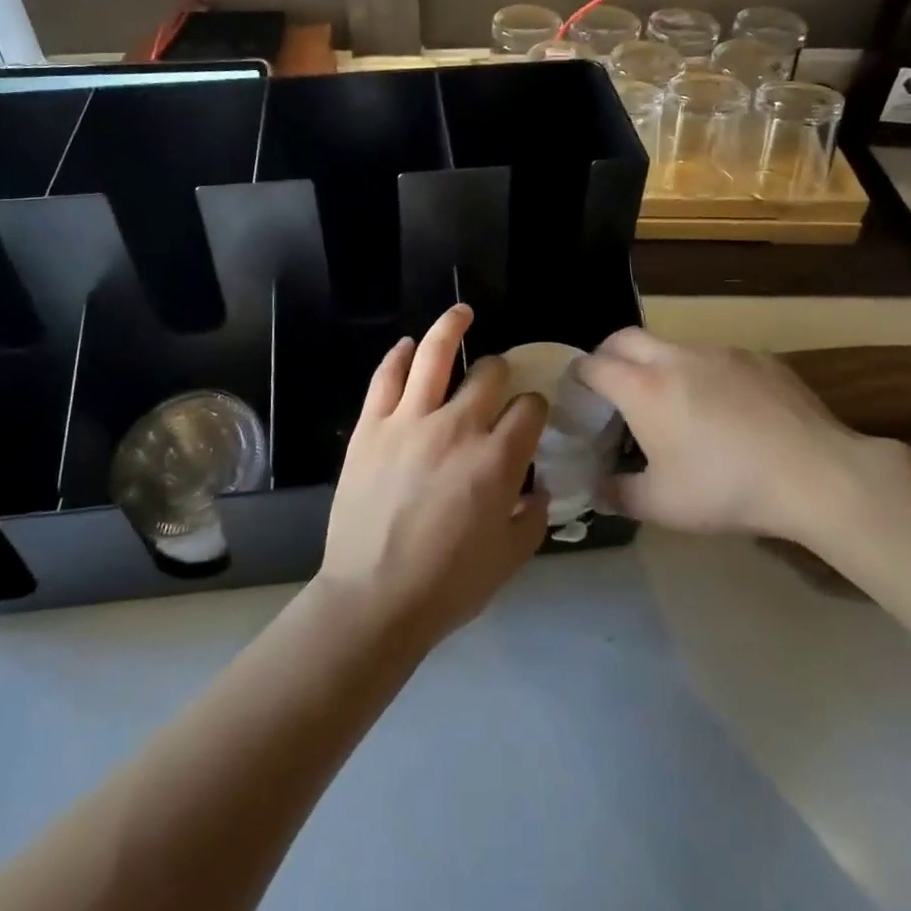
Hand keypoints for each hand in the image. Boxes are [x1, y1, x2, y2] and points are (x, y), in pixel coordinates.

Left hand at [316, 304, 549, 649]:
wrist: (373, 598)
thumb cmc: (448, 585)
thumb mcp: (509, 559)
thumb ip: (533, 518)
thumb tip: (539, 489)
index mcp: (497, 459)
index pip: (529, 408)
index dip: (535, 406)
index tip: (531, 415)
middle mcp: (458, 427)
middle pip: (490, 374)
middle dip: (501, 371)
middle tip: (497, 378)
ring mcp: (410, 420)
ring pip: (434, 355)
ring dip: (451, 327)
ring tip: (461, 312)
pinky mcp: (371, 425)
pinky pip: (386, 377)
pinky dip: (399, 355)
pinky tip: (407, 345)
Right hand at [575, 328, 871, 544]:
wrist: (814, 473)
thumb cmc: (726, 488)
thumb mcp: (663, 506)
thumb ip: (620, 495)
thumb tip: (596, 492)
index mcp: (643, 388)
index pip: (593, 364)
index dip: (578, 376)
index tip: (579, 393)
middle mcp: (674, 357)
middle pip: (625, 338)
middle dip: (610, 355)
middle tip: (614, 386)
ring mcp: (718, 352)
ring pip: (672, 344)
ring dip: (659, 363)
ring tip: (673, 401)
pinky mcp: (756, 357)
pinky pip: (715, 356)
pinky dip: (704, 373)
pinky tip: (726, 408)